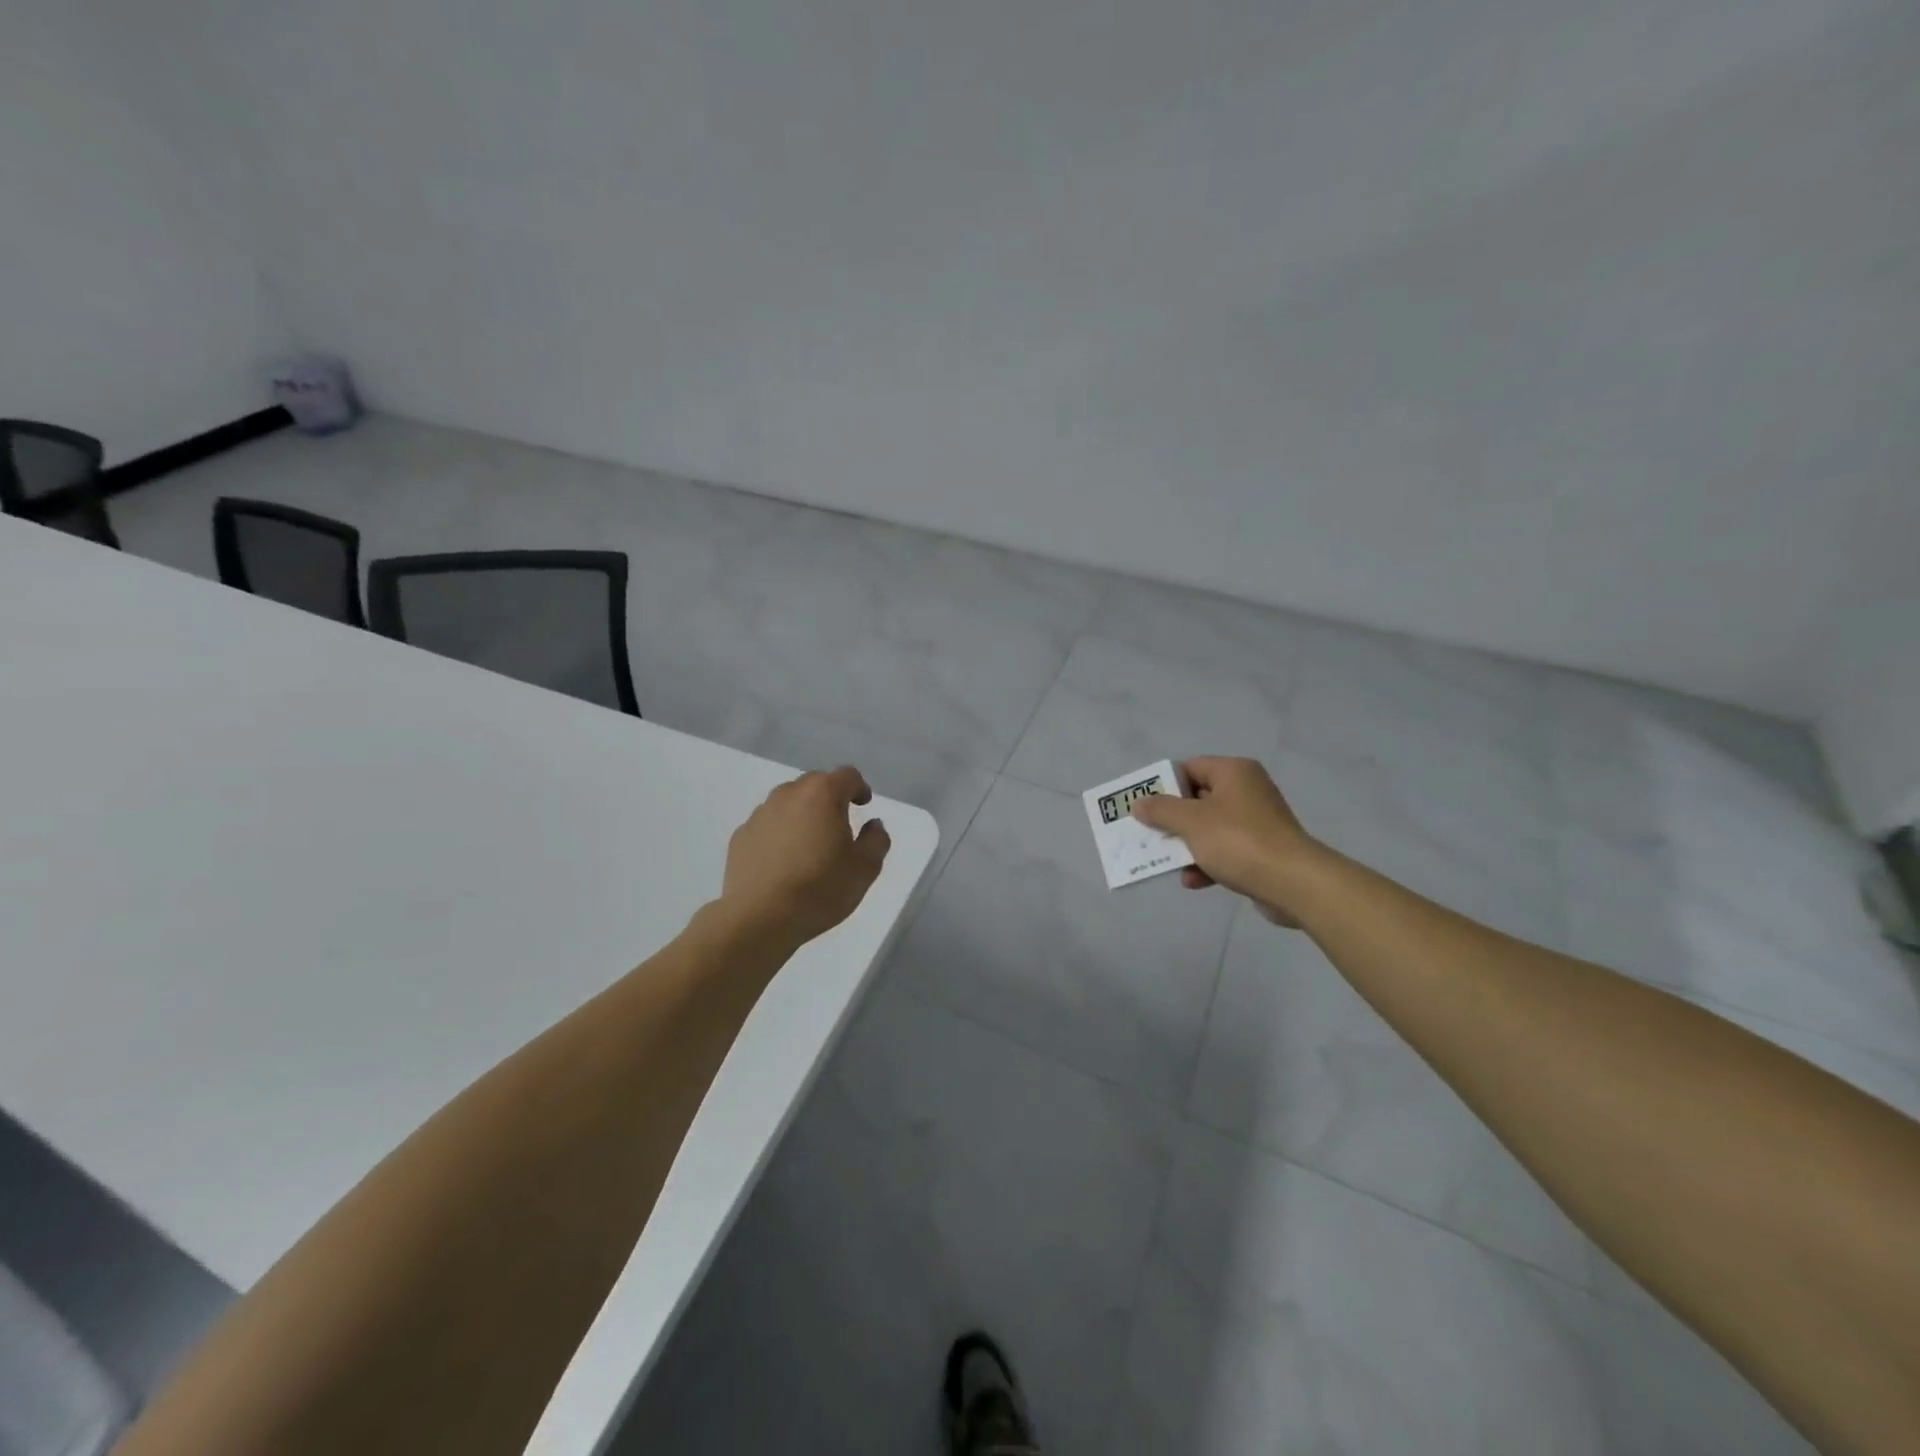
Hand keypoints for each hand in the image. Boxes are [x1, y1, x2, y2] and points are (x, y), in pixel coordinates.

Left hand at [718, 766, 891, 947]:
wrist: (759, 918)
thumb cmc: (820, 889)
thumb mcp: (865, 868)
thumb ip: (876, 840)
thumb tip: (873, 825)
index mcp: (822, 794)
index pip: (847, 776)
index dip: (859, 788)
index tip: (863, 805)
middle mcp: (788, 794)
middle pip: (815, 784)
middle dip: (830, 798)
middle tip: (838, 825)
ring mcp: (760, 814)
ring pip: (788, 803)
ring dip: (802, 814)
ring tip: (809, 845)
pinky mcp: (740, 836)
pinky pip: (768, 825)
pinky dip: (779, 834)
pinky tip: (783, 861)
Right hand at [1129, 757, 1318, 925]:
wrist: (1292, 883)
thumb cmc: (1238, 841)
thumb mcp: (1191, 822)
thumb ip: (1161, 810)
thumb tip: (1139, 803)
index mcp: (1234, 772)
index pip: (1190, 767)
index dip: (1164, 785)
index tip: (1144, 805)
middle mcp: (1247, 791)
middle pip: (1198, 799)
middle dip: (1172, 820)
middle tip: (1149, 833)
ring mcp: (1257, 822)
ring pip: (1209, 828)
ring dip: (1187, 845)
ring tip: (1167, 862)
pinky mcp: (1262, 850)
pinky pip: (1226, 850)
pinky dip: (1207, 863)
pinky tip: (1193, 881)